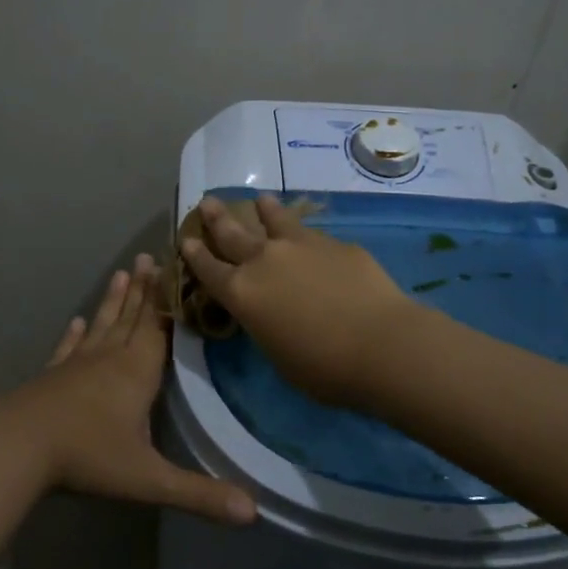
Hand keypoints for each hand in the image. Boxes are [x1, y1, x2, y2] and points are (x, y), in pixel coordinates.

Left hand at [0, 253, 255, 525]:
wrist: (17, 448)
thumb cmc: (88, 457)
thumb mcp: (149, 480)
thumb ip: (201, 495)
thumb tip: (254, 514)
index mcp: (138, 372)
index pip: (161, 327)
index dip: (171, 300)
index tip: (178, 268)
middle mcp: (110, 358)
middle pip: (132, 318)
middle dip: (146, 289)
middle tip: (151, 255)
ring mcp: (77, 365)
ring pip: (102, 325)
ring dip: (115, 300)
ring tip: (123, 272)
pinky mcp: (52, 376)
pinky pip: (69, 348)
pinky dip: (75, 334)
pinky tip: (75, 321)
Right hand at [180, 192, 413, 407]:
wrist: (381, 344)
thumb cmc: (323, 368)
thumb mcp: (278, 353)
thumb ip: (266, 324)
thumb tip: (272, 311)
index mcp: (242, 293)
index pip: (208, 269)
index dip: (195, 254)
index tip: (186, 238)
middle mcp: (264, 261)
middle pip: (233, 233)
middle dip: (217, 218)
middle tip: (208, 202)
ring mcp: (301, 246)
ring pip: (275, 220)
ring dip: (264, 210)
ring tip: (260, 200)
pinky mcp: (336, 244)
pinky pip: (312, 234)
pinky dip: (304, 233)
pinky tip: (312, 237)